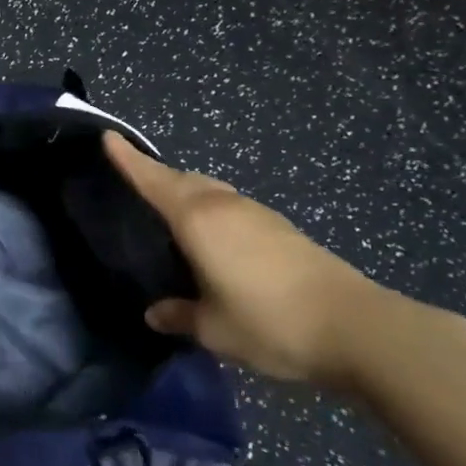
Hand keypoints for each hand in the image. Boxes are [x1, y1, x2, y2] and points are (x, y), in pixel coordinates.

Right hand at [104, 132, 395, 385]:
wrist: (357, 328)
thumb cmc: (269, 323)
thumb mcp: (214, 329)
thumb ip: (180, 316)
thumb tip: (156, 314)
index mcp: (197, 219)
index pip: (152, 179)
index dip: (128, 159)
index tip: (108, 136)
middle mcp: (224, 206)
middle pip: (182, 179)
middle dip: (157, 175)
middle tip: (136, 182)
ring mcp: (257, 214)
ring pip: (210, 190)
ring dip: (187, 192)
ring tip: (172, 214)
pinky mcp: (281, 228)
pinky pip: (231, 207)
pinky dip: (212, 211)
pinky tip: (215, 240)